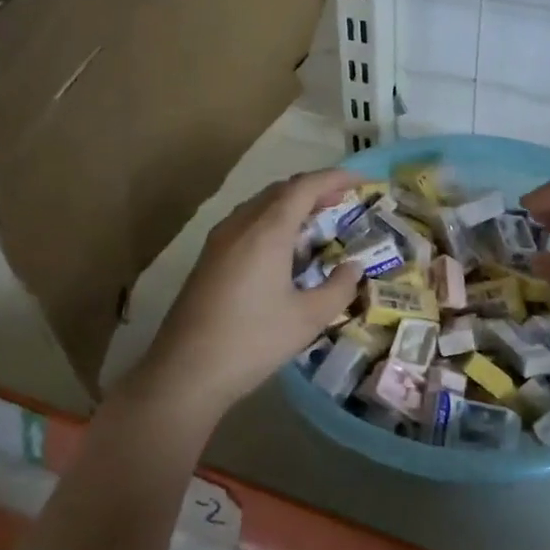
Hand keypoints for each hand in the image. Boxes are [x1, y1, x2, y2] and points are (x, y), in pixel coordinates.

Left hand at [131, 169, 365, 419]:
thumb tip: (354, 268)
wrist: (186, 372)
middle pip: (280, 190)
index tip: (362, 179)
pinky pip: (246, 224)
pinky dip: (272, 222)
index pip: (305, 187)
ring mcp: (219, 241)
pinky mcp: (208, 259)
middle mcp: (240, 226)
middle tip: (343, 199)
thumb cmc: (253, 341)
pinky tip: (284, 249)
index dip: (335, 178)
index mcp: (267, 232)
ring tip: (318, 220)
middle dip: (314, 189)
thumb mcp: (308, 318)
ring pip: (260, 206)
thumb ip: (338, 288)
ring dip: (291, 205)